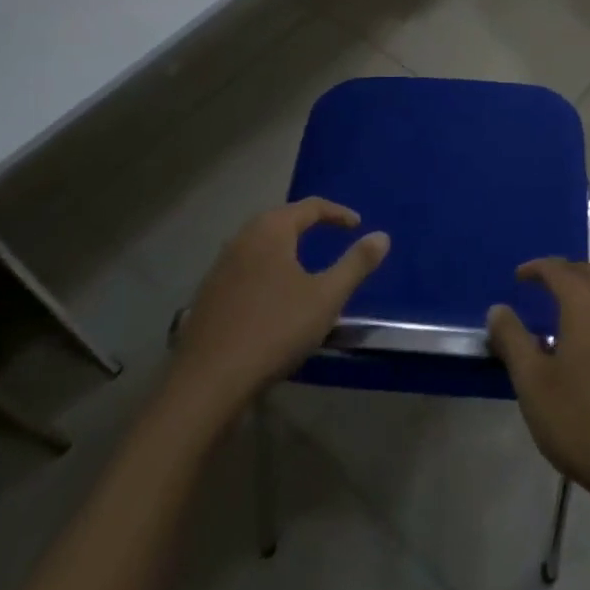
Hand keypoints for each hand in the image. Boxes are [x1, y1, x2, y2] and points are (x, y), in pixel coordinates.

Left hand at [168, 199, 388, 414]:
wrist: (206, 383)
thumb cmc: (274, 330)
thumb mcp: (326, 298)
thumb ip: (356, 264)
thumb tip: (382, 236)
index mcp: (271, 230)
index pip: (310, 206)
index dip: (337, 213)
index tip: (357, 225)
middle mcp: (242, 238)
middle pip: (280, 220)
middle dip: (308, 225)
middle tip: (330, 236)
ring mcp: (219, 267)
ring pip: (259, 245)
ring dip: (284, 248)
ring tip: (304, 265)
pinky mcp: (207, 295)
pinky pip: (244, 269)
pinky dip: (265, 271)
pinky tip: (272, 297)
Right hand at [487, 259, 589, 507]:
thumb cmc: (582, 422)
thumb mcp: (533, 384)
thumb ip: (512, 340)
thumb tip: (498, 309)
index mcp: (586, 303)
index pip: (558, 269)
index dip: (536, 268)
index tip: (519, 278)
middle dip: (566, 273)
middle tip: (544, 290)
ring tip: (569, 318)